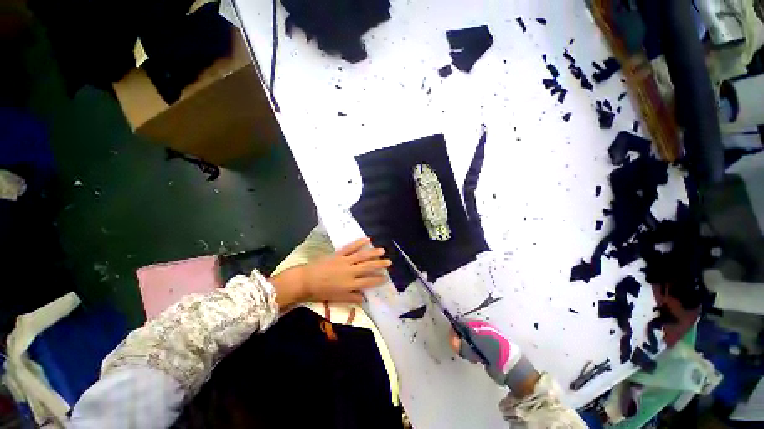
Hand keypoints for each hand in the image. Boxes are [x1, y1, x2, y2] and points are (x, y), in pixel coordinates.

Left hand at [271, 237, 390, 308]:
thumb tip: (364, 298)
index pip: (368, 281)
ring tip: (382, 250)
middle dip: (379, 264)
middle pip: (368, 267)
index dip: (378, 279)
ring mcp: (345, 261)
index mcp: (350, 284)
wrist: (306, 280)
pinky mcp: (339, 254)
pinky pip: (350, 247)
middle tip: (389, 262)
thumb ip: (352, 297)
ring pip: (362, 256)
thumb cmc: (322, 291)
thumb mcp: (338, 298)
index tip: (386, 277)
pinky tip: (367, 239)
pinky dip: (359, 243)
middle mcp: (350, 272)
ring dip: (373, 253)